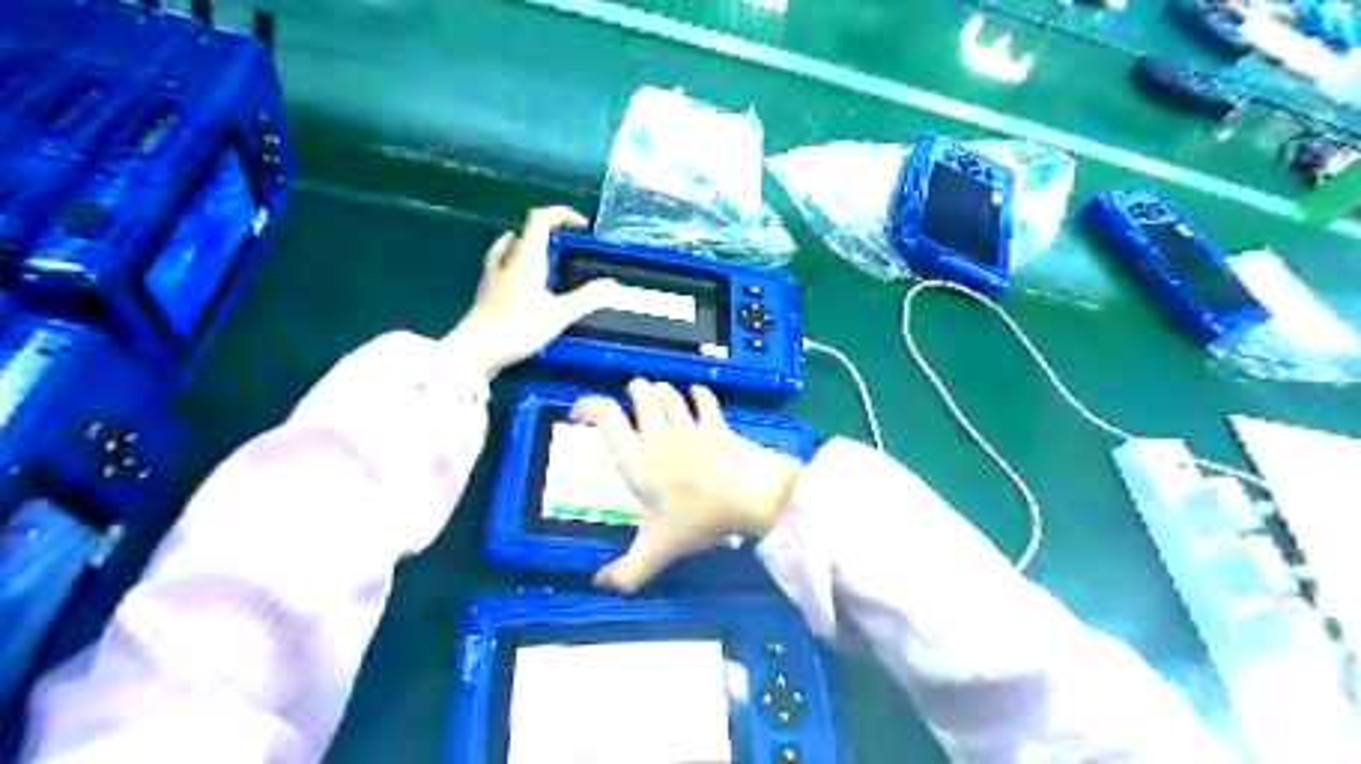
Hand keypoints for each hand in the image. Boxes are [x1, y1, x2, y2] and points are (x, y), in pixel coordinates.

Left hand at [440, 207, 616, 378]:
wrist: (474, 352)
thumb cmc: (517, 328)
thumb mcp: (559, 314)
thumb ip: (587, 298)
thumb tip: (613, 284)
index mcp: (526, 259)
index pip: (540, 220)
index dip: (561, 214)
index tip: (581, 226)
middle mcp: (507, 262)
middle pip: (523, 233)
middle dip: (545, 232)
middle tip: (564, 245)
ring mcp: (492, 278)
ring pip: (507, 249)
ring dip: (523, 245)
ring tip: (537, 254)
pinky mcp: (486, 296)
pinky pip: (499, 269)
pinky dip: (512, 266)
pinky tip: (517, 281)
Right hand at [569, 379, 800, 588]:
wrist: (752, 495)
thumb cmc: (699, 519)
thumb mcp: (658, 550)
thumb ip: (627, 571)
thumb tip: (599, 585)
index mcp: (636, 460)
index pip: (606, 418)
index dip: (589, 406)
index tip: (579, 411)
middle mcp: (658, 435)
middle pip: (641, 396)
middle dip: (634, 391)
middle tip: (632, 396)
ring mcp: (690, 427)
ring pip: (670, 395)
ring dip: (661, 391)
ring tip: (658, 393)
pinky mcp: (717, 425)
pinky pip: (705, 401)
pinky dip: (699, 394)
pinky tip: (697, 392)